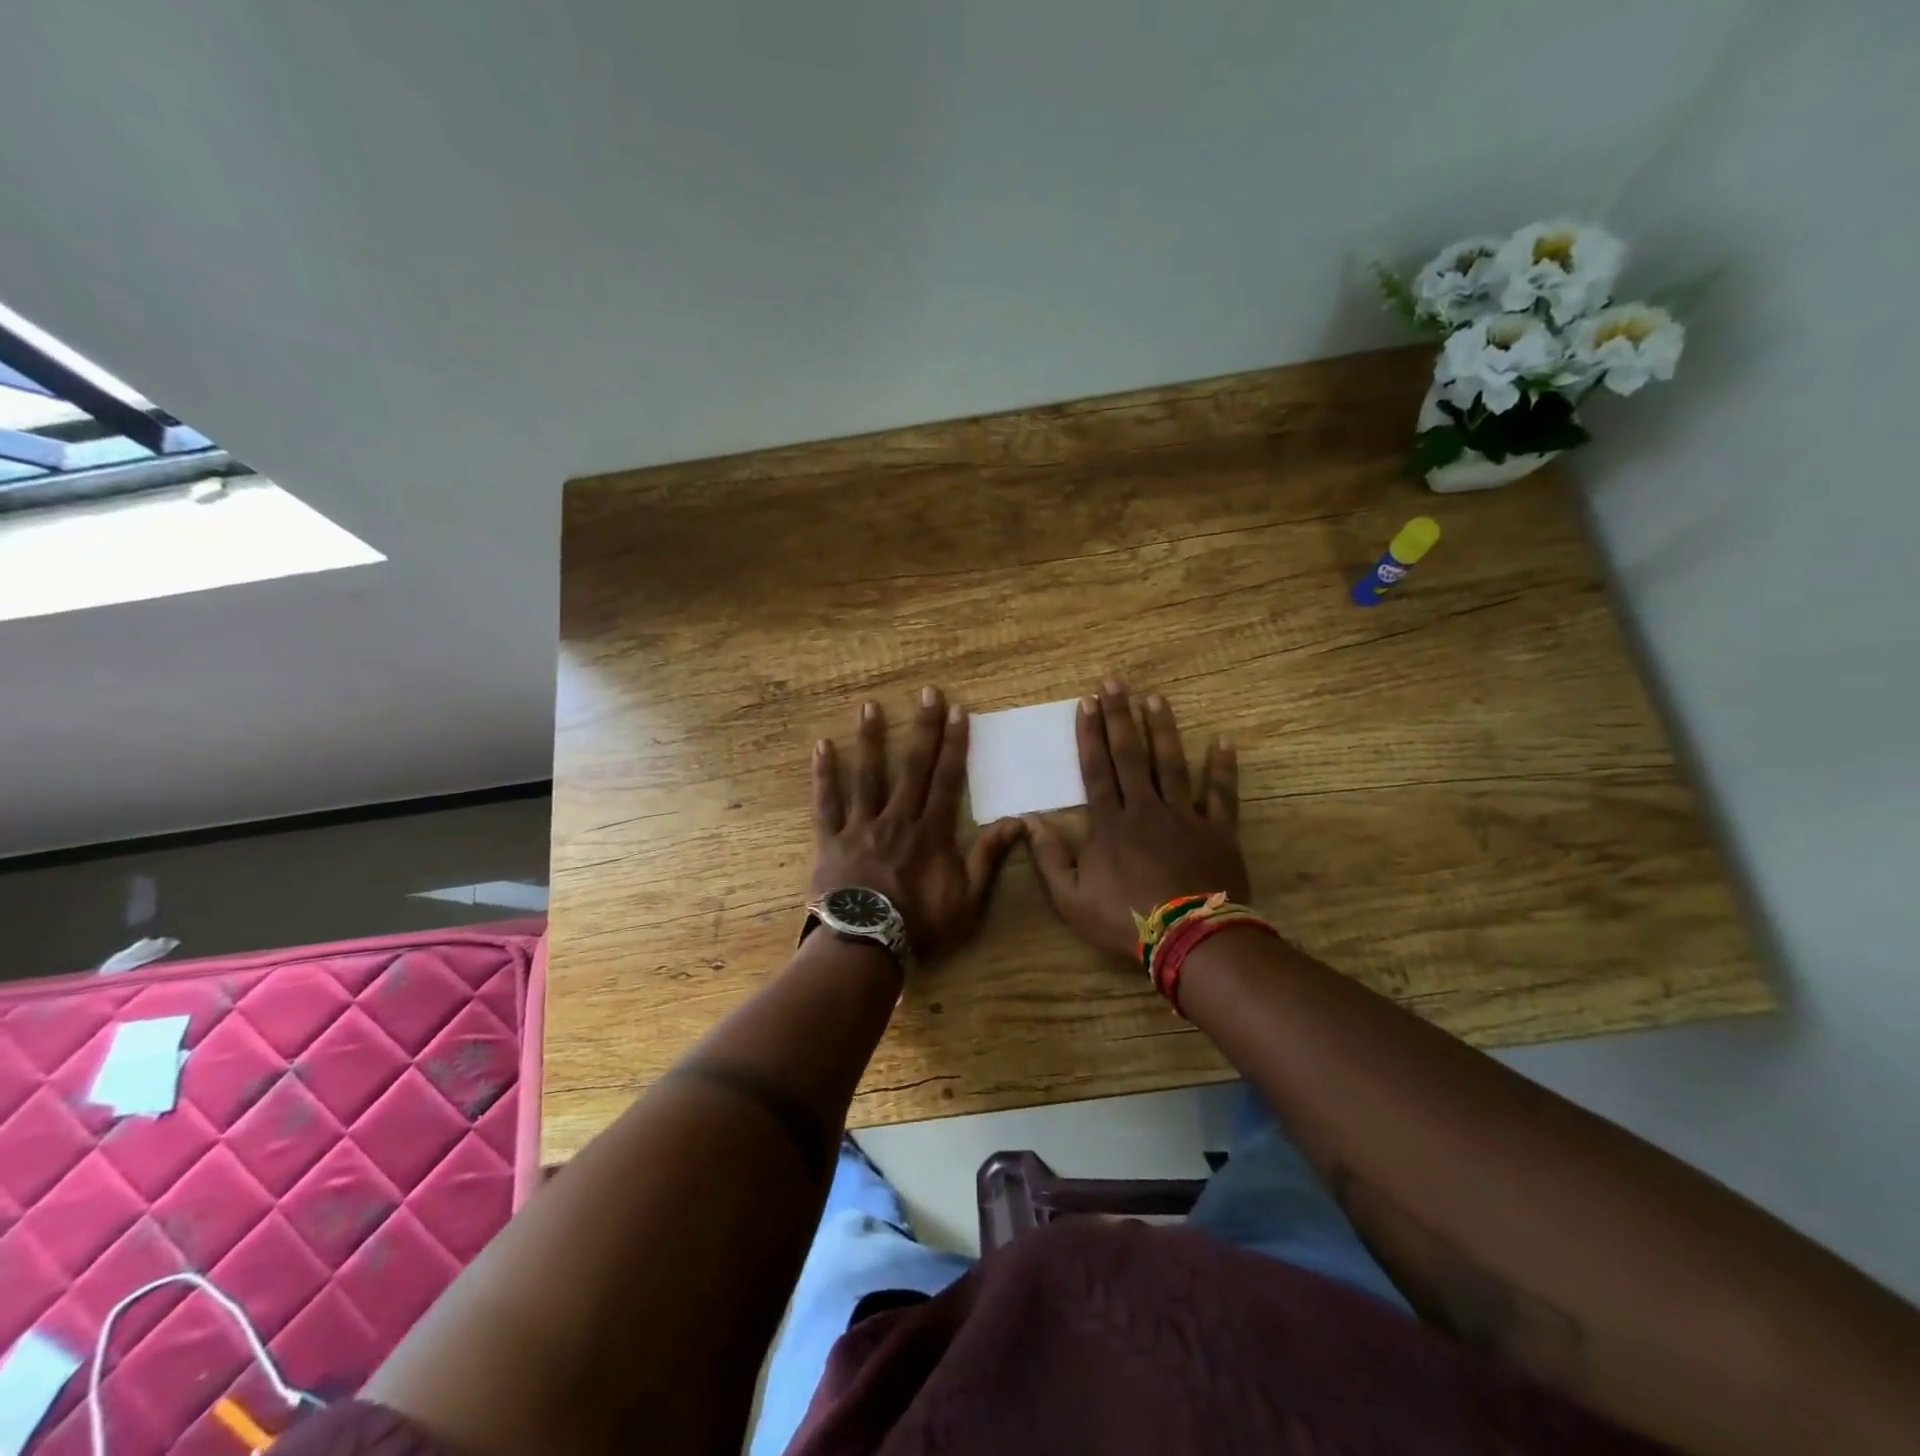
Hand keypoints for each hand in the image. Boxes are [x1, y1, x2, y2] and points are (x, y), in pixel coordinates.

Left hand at [810, 688, 1024, 962]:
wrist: (865, 946)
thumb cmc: (920, 924)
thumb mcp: (967, 899)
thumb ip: (988, 858)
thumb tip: (1018, 822)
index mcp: (931, 831)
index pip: (948, 779)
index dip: (955, 744)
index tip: (958, 711)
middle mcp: (898, 818)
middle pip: (913, 766)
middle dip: (922, 728)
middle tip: (926, 692)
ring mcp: (862, 826)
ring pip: (868, 775)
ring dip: (871, 739)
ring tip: (871, 707)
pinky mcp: (831, 839)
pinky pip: (826, 802)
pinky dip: (824, 774)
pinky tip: (822, 745)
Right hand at [1026, 680, 1249, 961]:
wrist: (1189, 940)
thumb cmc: (1125, 920)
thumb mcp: (1070, 899)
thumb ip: (1048, 858)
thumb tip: (1029, 821)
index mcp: (1110, 824)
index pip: (1096, 769)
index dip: (1089, 734)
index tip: (1086, 702)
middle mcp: (1145, 809)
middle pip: (1131, 755)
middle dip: (1120, 716)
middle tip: (1115, 682)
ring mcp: (1184, 817)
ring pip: (1172, 763)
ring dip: (1163, 729)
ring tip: (1156, 699)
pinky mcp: (1217, 831)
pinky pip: (1221, 794)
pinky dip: (1223, 768)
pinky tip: (1223, 741)